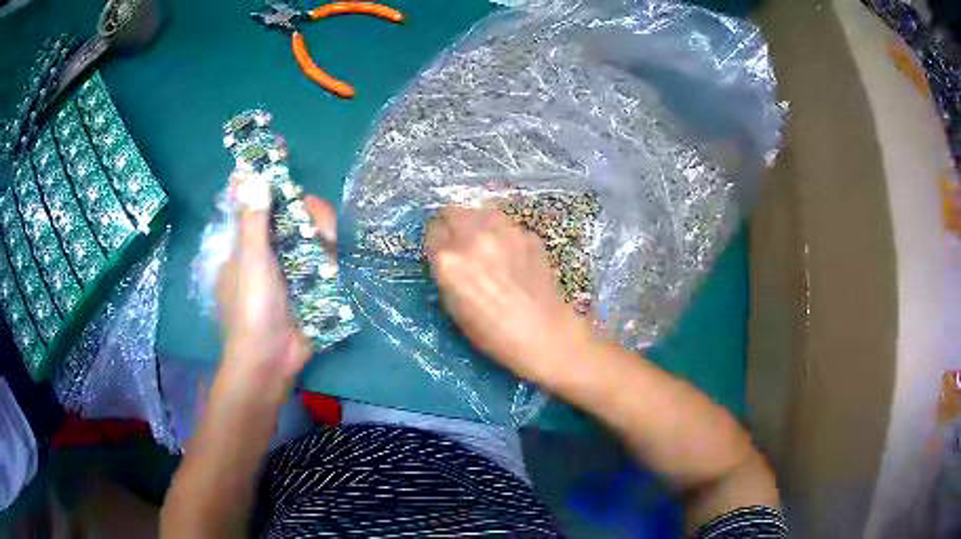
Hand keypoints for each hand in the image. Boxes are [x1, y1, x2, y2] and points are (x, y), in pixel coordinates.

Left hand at [215, 174, 336, 399]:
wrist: (272, 359)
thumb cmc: (252, 309)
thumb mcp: (250, 261)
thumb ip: (253, 219)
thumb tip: (251, 173)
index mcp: (245, 239)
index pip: (254, 195)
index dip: (265, 171)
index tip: (281, 149)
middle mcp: (267, 245)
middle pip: (292, 209)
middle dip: (308, 211)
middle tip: (319, 225)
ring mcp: (290, 263)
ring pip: (311, 230)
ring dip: (322, 236)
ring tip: (326, 254)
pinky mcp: (309, 279)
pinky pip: (323, 255)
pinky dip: (328, 258)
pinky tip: (330, 270)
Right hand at [425, 205, 593, 383]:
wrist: (543, 333)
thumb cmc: (492, 332)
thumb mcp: (454, 307)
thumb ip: (446, 273)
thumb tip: (447, 254)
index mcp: (449, 260)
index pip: (432, 230)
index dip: (436, 239)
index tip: (441, 247)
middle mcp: (473, 237)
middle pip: (453, 211)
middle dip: (453, 223)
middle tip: (459, 240)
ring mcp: (504, 232)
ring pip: (481, 211)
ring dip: (478, 222)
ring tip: (485, 242)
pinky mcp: (527, 234)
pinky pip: (507, 225)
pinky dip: (503, 234)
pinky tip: (511, 254)